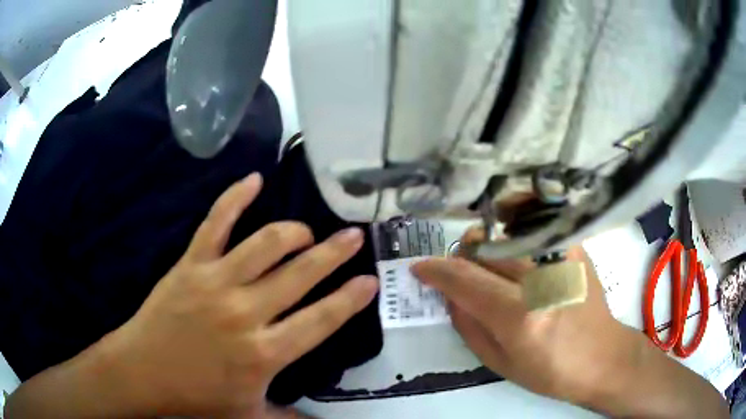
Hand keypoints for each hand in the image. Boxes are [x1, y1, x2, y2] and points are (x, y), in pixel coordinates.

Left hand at [98, 173, 377, 417]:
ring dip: (294, 231)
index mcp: (265, 353)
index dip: (350, 298)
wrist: (144, 373)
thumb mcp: (249, 416)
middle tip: (353, 236)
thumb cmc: (197, 398)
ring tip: (308, 231)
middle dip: (334, 253)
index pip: (321, 319)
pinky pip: (216, 222)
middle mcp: (246, 312)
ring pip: (266, 243)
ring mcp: (216, 282)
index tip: (369, 281)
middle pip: (301, 273)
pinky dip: (235, 197)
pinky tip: (253, 179)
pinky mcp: (191, 264)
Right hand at [411, 229, 641, 405]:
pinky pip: (535, 225)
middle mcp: (542, 279)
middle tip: (460, 273)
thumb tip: (449, 293)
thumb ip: (468, 324)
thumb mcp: (499, 362)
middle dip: (462, 257)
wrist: (601, 357)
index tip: (420, 267)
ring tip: (489, 263)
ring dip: (486, 245)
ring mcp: (563, 257)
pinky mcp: (575, 248)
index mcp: (520, 316)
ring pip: (506, 233)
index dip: (436, 270)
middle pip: (485, 249)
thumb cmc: (550, 371)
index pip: (465, 279)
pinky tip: (515, 247)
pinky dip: (514, 231)